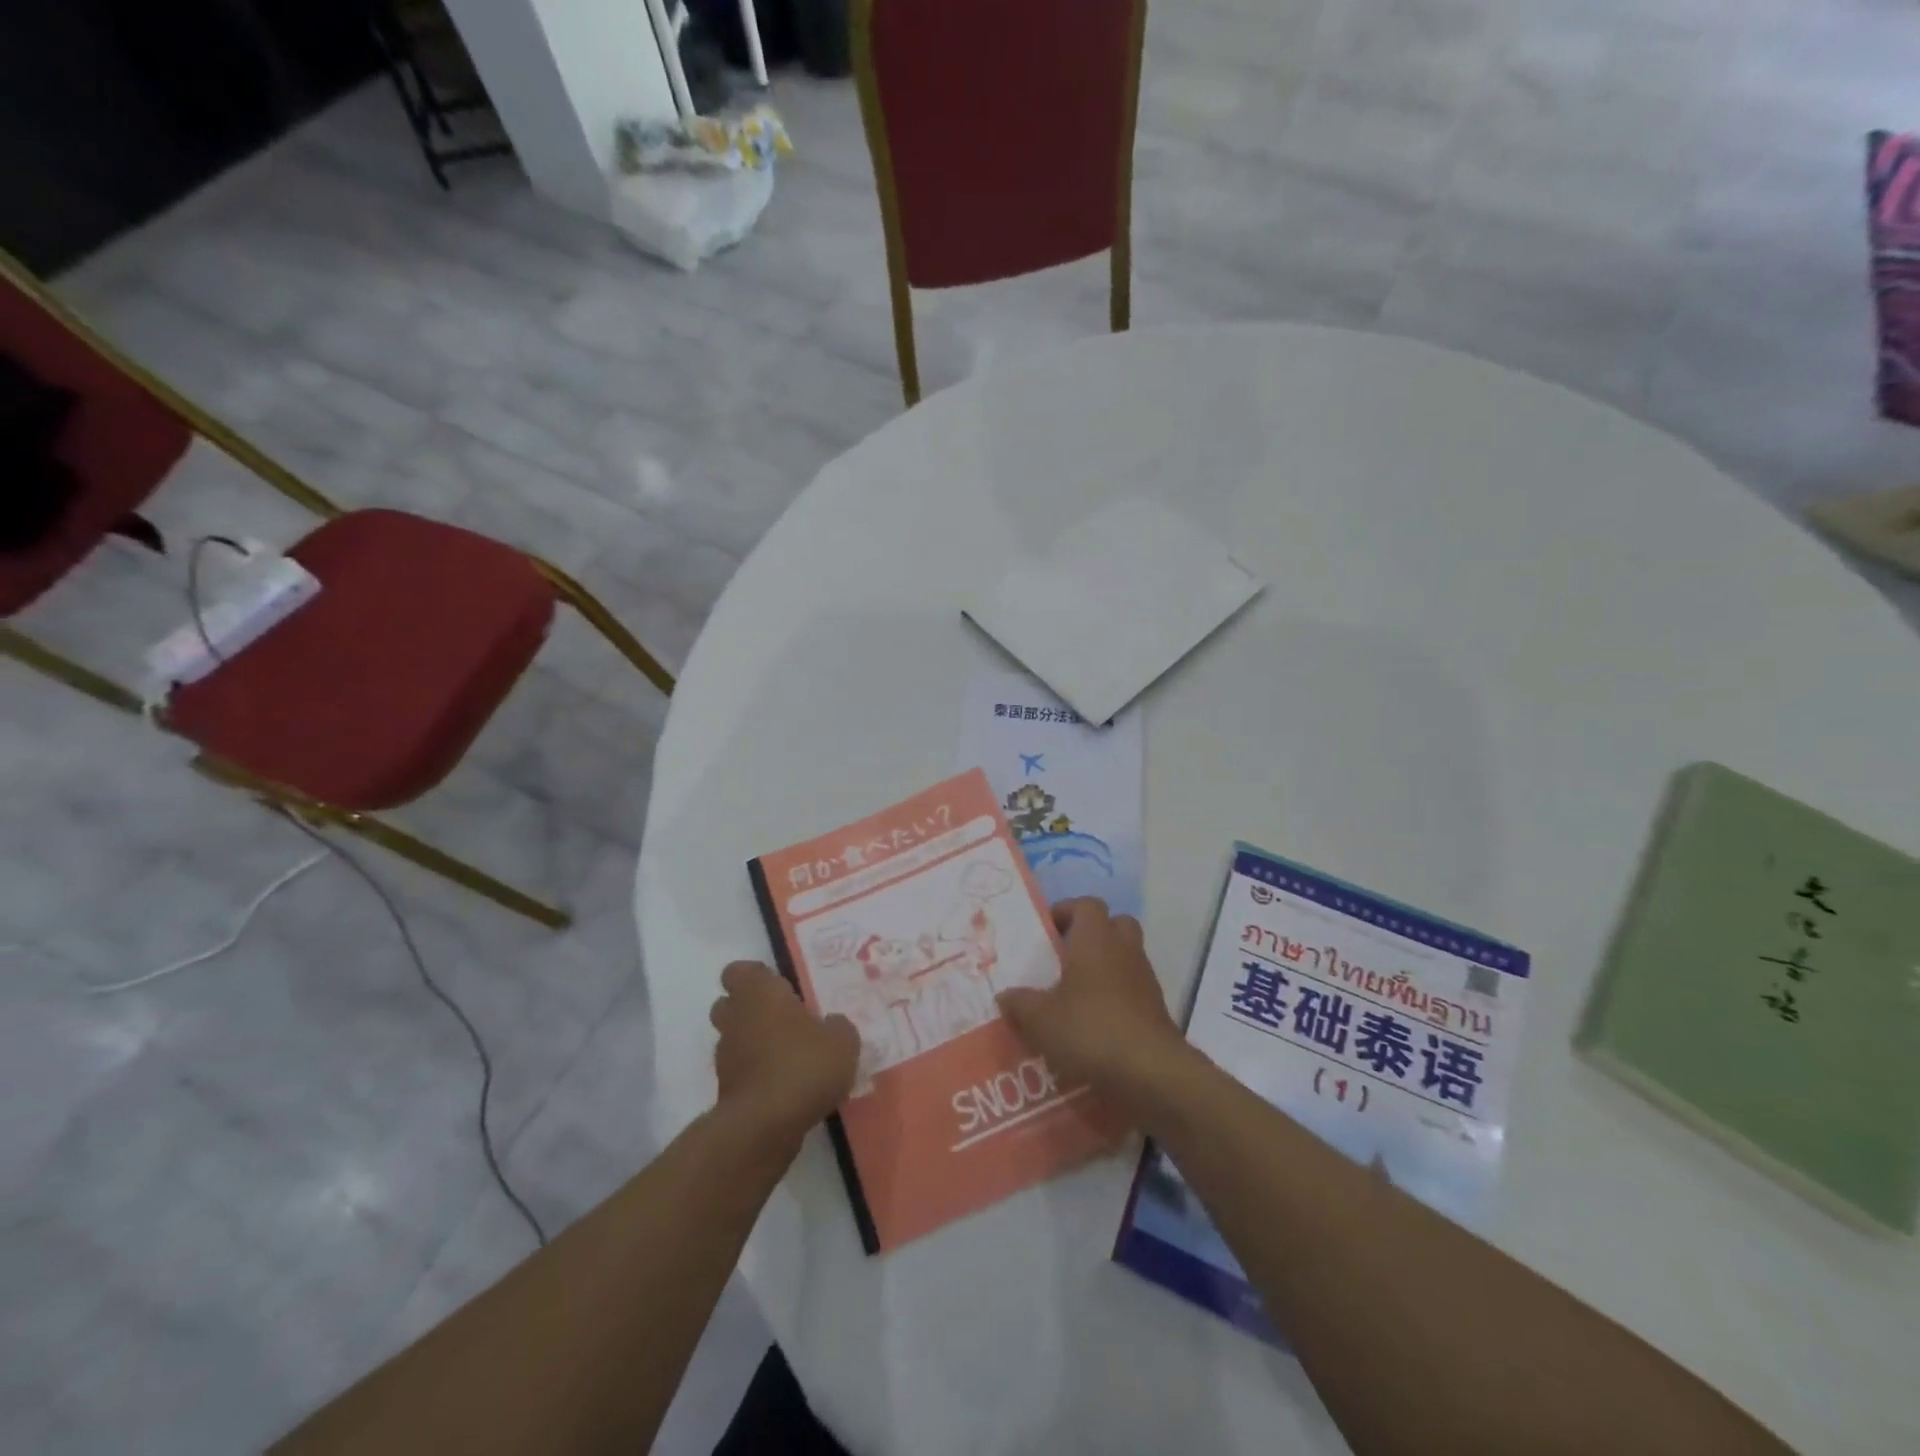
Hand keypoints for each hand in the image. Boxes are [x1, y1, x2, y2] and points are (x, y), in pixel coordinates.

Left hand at [710, 961, 859, 1146]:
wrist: (765, 1126)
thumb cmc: (804, 1064)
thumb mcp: (842, 1040)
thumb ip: (837, 1027)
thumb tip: (830, 1025)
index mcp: (759, 994)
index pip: (739, 971)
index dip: (757, 977)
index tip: (780, 987)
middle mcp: (735, 1019)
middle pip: (729, 1004)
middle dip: (751, 1010)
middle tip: (784, 1020)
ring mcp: (725, 1057)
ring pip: (734, 1039)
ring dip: (754, 1044)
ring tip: (789, 1057)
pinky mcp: (725, 1092)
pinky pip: (741, 1073)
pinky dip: (756, 1075)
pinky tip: (786, 1087)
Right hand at [997, 898, 1186, 1107]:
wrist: (1150, 1071)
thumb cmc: (1090, 1029)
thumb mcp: (1040, 1019)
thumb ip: (1020, 1004)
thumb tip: (1005, 996)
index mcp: (1095, 938)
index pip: (1086, 904)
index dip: (1067, 911)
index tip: (1046, 930)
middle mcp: (1123, 949)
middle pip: (1114, 924)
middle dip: (1092, 934)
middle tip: (1066, 955)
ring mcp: (1144, 978)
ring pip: (1126, 956)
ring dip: (1105, 966)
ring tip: (1076, 993)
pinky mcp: (1156, 1008)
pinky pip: (1133, 988)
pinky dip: (1116, 996)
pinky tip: (1095, 1022)